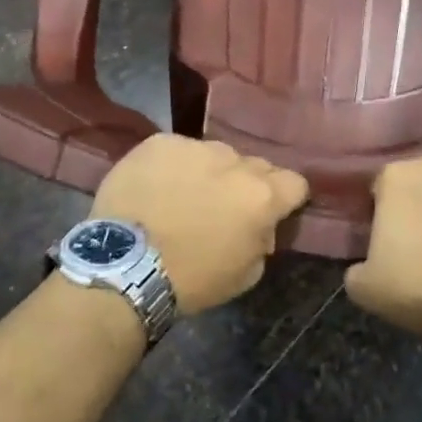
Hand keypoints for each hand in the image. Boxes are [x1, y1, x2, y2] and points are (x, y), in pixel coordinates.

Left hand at [90, 136, 307, 313]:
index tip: (270, 212)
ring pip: (215, 154)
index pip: (295, 183)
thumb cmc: (191, 279)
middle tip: (223, 208)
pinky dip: (173, 166)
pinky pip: (178, 150)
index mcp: (262, 195)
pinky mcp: (160, 142)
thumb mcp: (245, 275)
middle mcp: (235, 161)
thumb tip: (261, 227)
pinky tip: (156, 188)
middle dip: (246, 184)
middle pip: (255, 165)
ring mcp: (195, 147)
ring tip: (184, 196)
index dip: (285, 198)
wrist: (125, 267)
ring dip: (209, 172)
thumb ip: (263, 241)